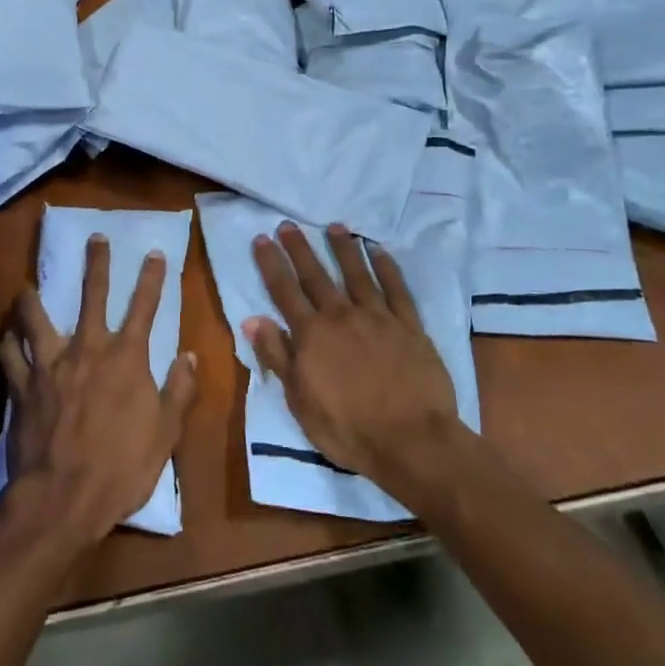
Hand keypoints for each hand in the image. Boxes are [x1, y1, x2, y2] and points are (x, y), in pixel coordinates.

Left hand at [0, 235, 197, 550]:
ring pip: (36, 317)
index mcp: (126, 358)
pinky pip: (9, 355)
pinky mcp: (22, 386)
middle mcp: (86, 349)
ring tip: (27, 287)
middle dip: (96, 263)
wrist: (63, 497)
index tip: (154, 252)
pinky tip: (6, 337)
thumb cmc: (121, 467)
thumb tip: (189, 356)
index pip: (144, 307)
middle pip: (92, 295)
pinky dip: (8, 343)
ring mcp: (50, 365)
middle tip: (95, 237)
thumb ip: (179, 391)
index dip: (152, 278)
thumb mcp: (165, 433)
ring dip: (32, 299)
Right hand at [247, 223, 463, 494]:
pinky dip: (387, 267)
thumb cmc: (348, 428)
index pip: (284, 291)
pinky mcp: (409, 326)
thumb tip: (252, 319)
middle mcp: (342, 316)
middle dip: (300, 249)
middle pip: (316, 276)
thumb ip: (277, 356)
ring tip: (334, 226)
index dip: (271, 264)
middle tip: (289, 224)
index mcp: (312, 334)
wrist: (412, 441)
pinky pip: (397, 289)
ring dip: (343, 249)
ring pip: (357, 274)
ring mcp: (378, 318)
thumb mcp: (299, 400)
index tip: (262, 239)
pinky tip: (379, 251)